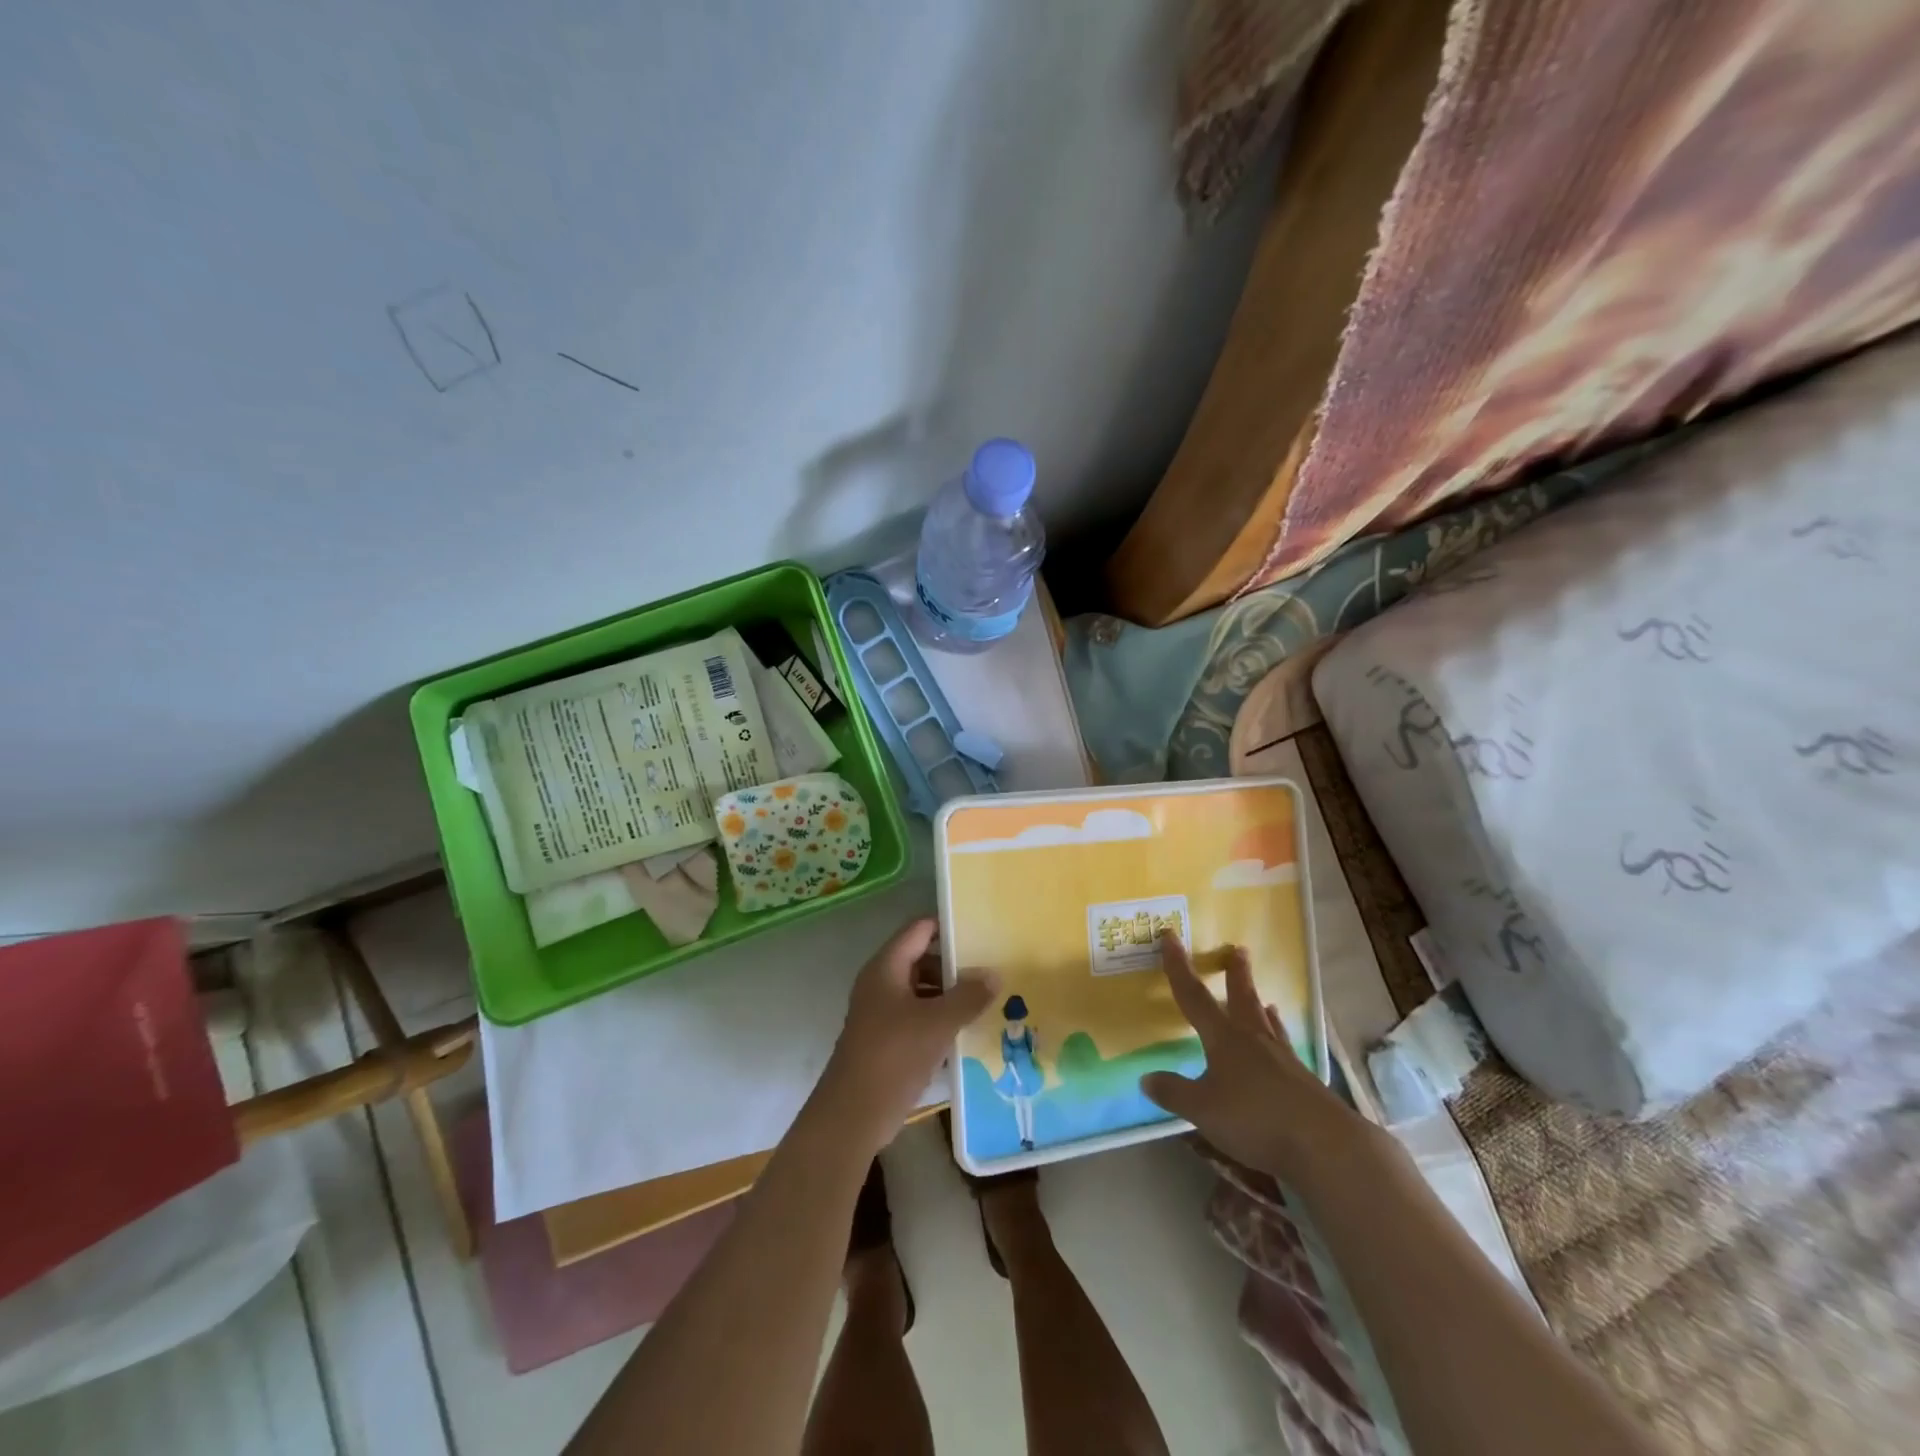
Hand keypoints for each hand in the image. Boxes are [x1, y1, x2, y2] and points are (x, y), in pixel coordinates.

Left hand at [817, 918, 996, 1154]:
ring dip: (951, 995)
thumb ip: (968, 996)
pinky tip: (969, 1029)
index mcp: (887, 968)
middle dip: (955, 965)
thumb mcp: (938, 1023)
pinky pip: (919, 1017)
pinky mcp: (888, 1039)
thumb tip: (995, 974)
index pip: (919, 929)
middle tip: (992, 968)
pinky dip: (941, 1019)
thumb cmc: (893, 1056)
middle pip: (922, 959)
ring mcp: (883, 1012)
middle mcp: (882, 983)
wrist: (853, 1114)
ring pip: (922, 991)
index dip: (948, 926)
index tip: (982, 930)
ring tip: (988, 999)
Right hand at [1140, 932, 1371, 1178]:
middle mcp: (1253, 1039)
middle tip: (1238, 950)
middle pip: (1241, 998)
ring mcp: (1282, 1059)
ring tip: (1264, 998)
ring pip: (1267, 1023)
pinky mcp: (1303, 1082)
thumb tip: (1145, 1078)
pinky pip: (1285, 1048)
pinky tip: (1282, 1045)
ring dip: (1260, 1005)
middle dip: (1236, 975)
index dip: (1179, 968)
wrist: (1324, 1144)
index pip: (1194, 997)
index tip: (1171, 937)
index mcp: (1224, 1038)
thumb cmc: (1255, 1119)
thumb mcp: (1202, 1110)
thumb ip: (1174, 1092)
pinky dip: (1279, 1037)